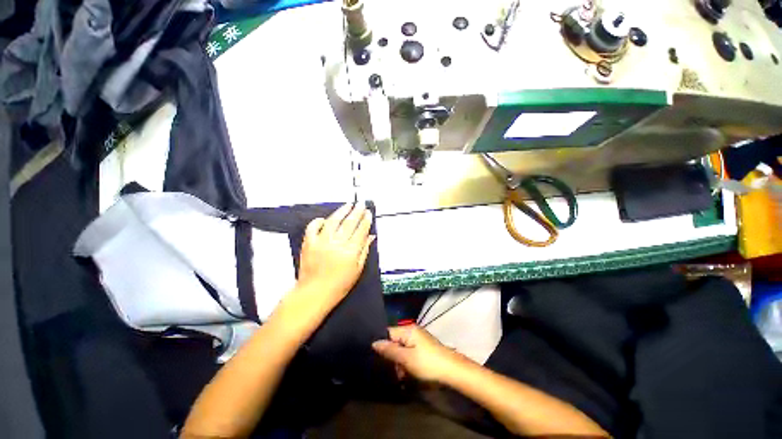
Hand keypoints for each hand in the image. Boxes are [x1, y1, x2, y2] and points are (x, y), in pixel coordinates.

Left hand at [292, 203, 374, 314]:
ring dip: (341, 211)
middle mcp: (337, 244)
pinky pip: (312, 227)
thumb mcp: (357, 270)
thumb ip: (364, 251)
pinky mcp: (309, 243)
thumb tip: (371, 236)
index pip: (360, 231)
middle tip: (361, 203)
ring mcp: (321, 242)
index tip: (368, 212)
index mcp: (350, 252)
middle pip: (349, 223)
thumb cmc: (340, 285)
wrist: (314, 293)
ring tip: (348, 205)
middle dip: (356, 212)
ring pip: (333, 222)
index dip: (365, 220)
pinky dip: (318, 221)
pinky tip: (324, 219)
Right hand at [372, 325, 463, 383]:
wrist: (452, 370)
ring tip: (402, 375)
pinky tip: (407, 373)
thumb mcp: (406, 358)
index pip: (388, 332)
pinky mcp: (423, 347)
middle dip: (392, 356)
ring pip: (401, 348)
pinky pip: (409, 352)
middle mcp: (412, 331)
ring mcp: (418, 339)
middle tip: (394, 371)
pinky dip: (406, 362)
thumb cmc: (427, 363)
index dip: (381, 344)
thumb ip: (390, 350)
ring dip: (399, 362)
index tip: (375, 357)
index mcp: (408, 330)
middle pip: (394, 341)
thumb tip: (374, 343)